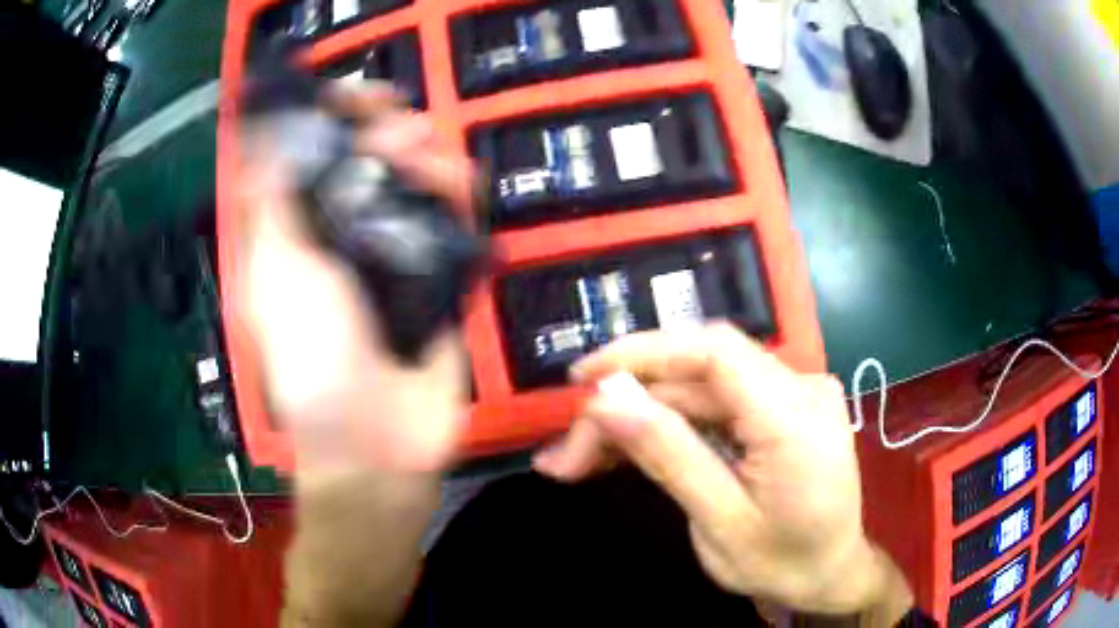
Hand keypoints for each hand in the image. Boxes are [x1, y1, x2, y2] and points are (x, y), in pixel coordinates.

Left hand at [235, 83, 474, 477]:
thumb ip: (273, 207)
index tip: (358, 99)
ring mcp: (388, 256)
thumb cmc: (314, 364)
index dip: (329, 120)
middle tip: (407, 128)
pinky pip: (447, 225)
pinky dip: (457, 199)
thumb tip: (266, 138)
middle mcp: (338, 236)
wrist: (378, 441)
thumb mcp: (279, 280)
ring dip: (426, 162)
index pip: (308, 157)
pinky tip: (465, 191)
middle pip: (363, 162)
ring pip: (409, 186)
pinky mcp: (433, 278)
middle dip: (385, 135)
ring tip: (442, 167)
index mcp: (294, 234)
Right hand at [533, 324, 911, 618]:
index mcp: (796, 418)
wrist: (832, 572)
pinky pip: (718, 404)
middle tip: (568, 453)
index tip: (581, 378)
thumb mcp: (721, 523)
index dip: (643, 352)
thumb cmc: (785, 562)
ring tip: (585, 458)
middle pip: (697, 375)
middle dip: (627, 407)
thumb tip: (606, 398)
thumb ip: (668, 456)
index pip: (714, 351)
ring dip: (642, 418)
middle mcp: (801, 388)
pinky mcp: (782, 407)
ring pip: (700, 390)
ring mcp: (794, 394)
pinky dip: (672, 424)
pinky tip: (632, 447)